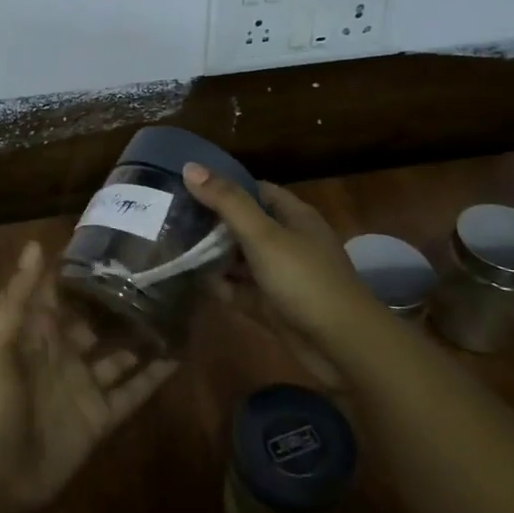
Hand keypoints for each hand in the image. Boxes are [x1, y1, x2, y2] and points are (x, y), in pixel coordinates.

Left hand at [0, 242, 177, 512]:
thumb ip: (19, 295)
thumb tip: (36, 244)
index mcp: (36, 332)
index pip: (60, 291)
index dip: (81, 268)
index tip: (114, 241)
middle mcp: (63, 352)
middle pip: (95, 319)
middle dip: (119, 299)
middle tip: (157, 271)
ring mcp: (84, 384)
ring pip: (119, 352)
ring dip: (142, 333)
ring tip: (175, 307)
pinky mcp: (101, 416)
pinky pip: (132, 391)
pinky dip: (154, 375)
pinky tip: (179, 355)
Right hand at [184, 164, 373, 387]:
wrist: (342, 345)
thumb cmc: (304, 279)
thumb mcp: (263, 235)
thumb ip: (227, 202)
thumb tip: (189, 167)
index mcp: (294, 216)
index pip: (256, 190)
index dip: (224, 186)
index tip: (188, 184)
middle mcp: (288, 241)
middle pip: (245, 224)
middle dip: (212, 222)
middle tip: (172, 216)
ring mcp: (281, 275)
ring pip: (240, 259)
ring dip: (213, 255)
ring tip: (172, 246)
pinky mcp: (273, 306)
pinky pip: (240, 289)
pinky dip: (221, 286)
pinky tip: (191, 281)